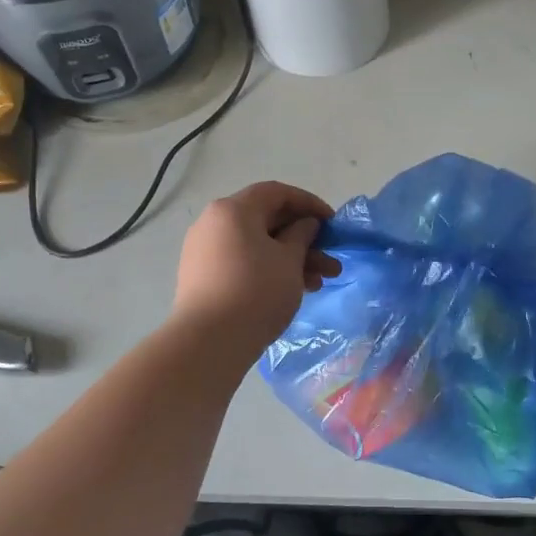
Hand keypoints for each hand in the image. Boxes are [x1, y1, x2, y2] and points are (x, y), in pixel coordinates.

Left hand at [173, 181, 340, 350]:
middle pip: (267, 221)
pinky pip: (243, 262)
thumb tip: (304, 224)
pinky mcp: (203, 278)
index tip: (332, 223)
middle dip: (304, 239)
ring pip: (257, 245)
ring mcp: (205, 251)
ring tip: (320, 283)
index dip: (309, 204)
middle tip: (330, 259)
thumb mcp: (290, 260)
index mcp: (233, 210)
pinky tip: (295, 290)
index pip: (276, 193)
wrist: (208, 343)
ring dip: (291, 259)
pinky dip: (269, 269)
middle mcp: (214, 223)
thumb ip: (302, 235)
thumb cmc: (256, 291)